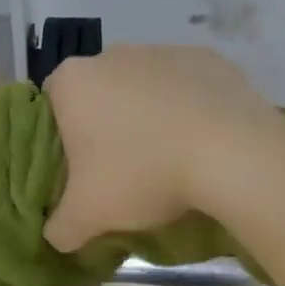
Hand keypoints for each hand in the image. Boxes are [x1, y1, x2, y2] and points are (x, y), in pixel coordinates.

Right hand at [42, 44, 284, 250]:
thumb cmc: (143, 175)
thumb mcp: (88, 216)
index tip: (80, 171)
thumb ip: (60, 227)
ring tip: (168, 160)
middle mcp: (112, 54)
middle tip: (122, 171)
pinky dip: (188, 109)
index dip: (61, 141)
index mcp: (73, 82)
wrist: (233, 154)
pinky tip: (202, 143)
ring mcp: (163, 50)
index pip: (51, 107)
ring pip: (143, 88)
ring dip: (148, 117)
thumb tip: (57, 235)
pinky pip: (186, 87)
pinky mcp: (207, 58)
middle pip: (98, 94)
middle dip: (106, 127)